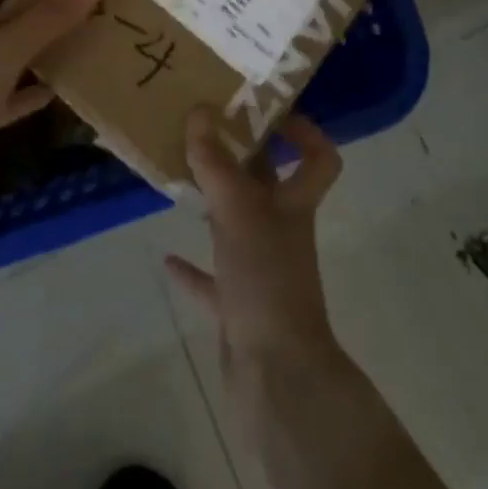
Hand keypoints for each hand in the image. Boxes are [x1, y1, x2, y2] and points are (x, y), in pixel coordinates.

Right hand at [164, 109, 344, 382]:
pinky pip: (214, 279)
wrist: (276, 378)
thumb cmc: (266, 279)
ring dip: (213, 204)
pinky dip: (193, 268)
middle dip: (241, 157)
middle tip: (204, 127)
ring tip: (182, 176)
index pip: (319, 159)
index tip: (269, 112)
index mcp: (295, 204)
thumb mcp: (238, 211)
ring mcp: (261, 270)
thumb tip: (199, 110)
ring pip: (237, 225)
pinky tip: (167, 256)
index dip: (305, 132)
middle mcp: (282, 231)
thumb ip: (215, 162)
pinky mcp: (239, 306)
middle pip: (268, 185)